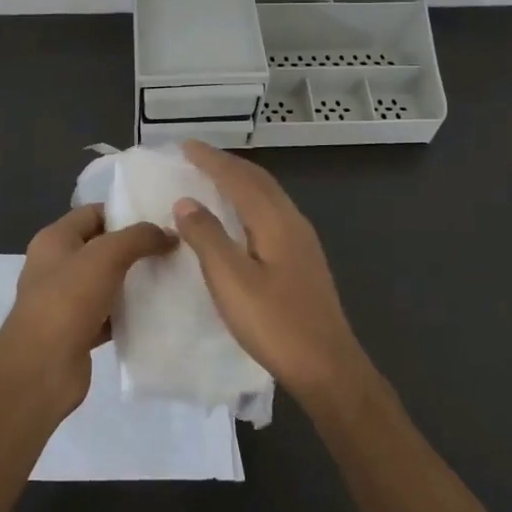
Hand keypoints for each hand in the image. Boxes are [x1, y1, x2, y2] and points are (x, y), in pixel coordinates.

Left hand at [0, 204, 173, 414]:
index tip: (160, 219)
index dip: (125, 212)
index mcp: (54, 239)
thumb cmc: (68, 300)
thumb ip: (139, 238)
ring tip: (171, 276)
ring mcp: (65, 300)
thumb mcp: (107, 256)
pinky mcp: (77, 331)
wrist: (41, 368)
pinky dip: (128, 313)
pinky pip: (108, 314)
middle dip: (134, 247)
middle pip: (101, 247)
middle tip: (172, 248)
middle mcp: (56, 265)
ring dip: (134, 281)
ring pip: (107, 282)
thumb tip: (170, 233)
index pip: (93, 213)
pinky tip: (157, 312)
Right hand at [172, 141, 371, 405]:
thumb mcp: (231, 281)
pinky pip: (271, 212)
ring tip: (213, 179)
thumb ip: (207, 237)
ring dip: (240, 181)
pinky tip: (239, 218)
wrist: (327, 366)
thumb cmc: (275, 323)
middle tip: (196, 156)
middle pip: (258, 180)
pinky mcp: (303, 259)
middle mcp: (292, 221)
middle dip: (227, 164)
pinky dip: (250, 201)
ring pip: (267, 195)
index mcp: (274, 221)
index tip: (184, 145)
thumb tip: (186, 201)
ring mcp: (302, 240)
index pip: (238, 178)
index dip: (211, 160)